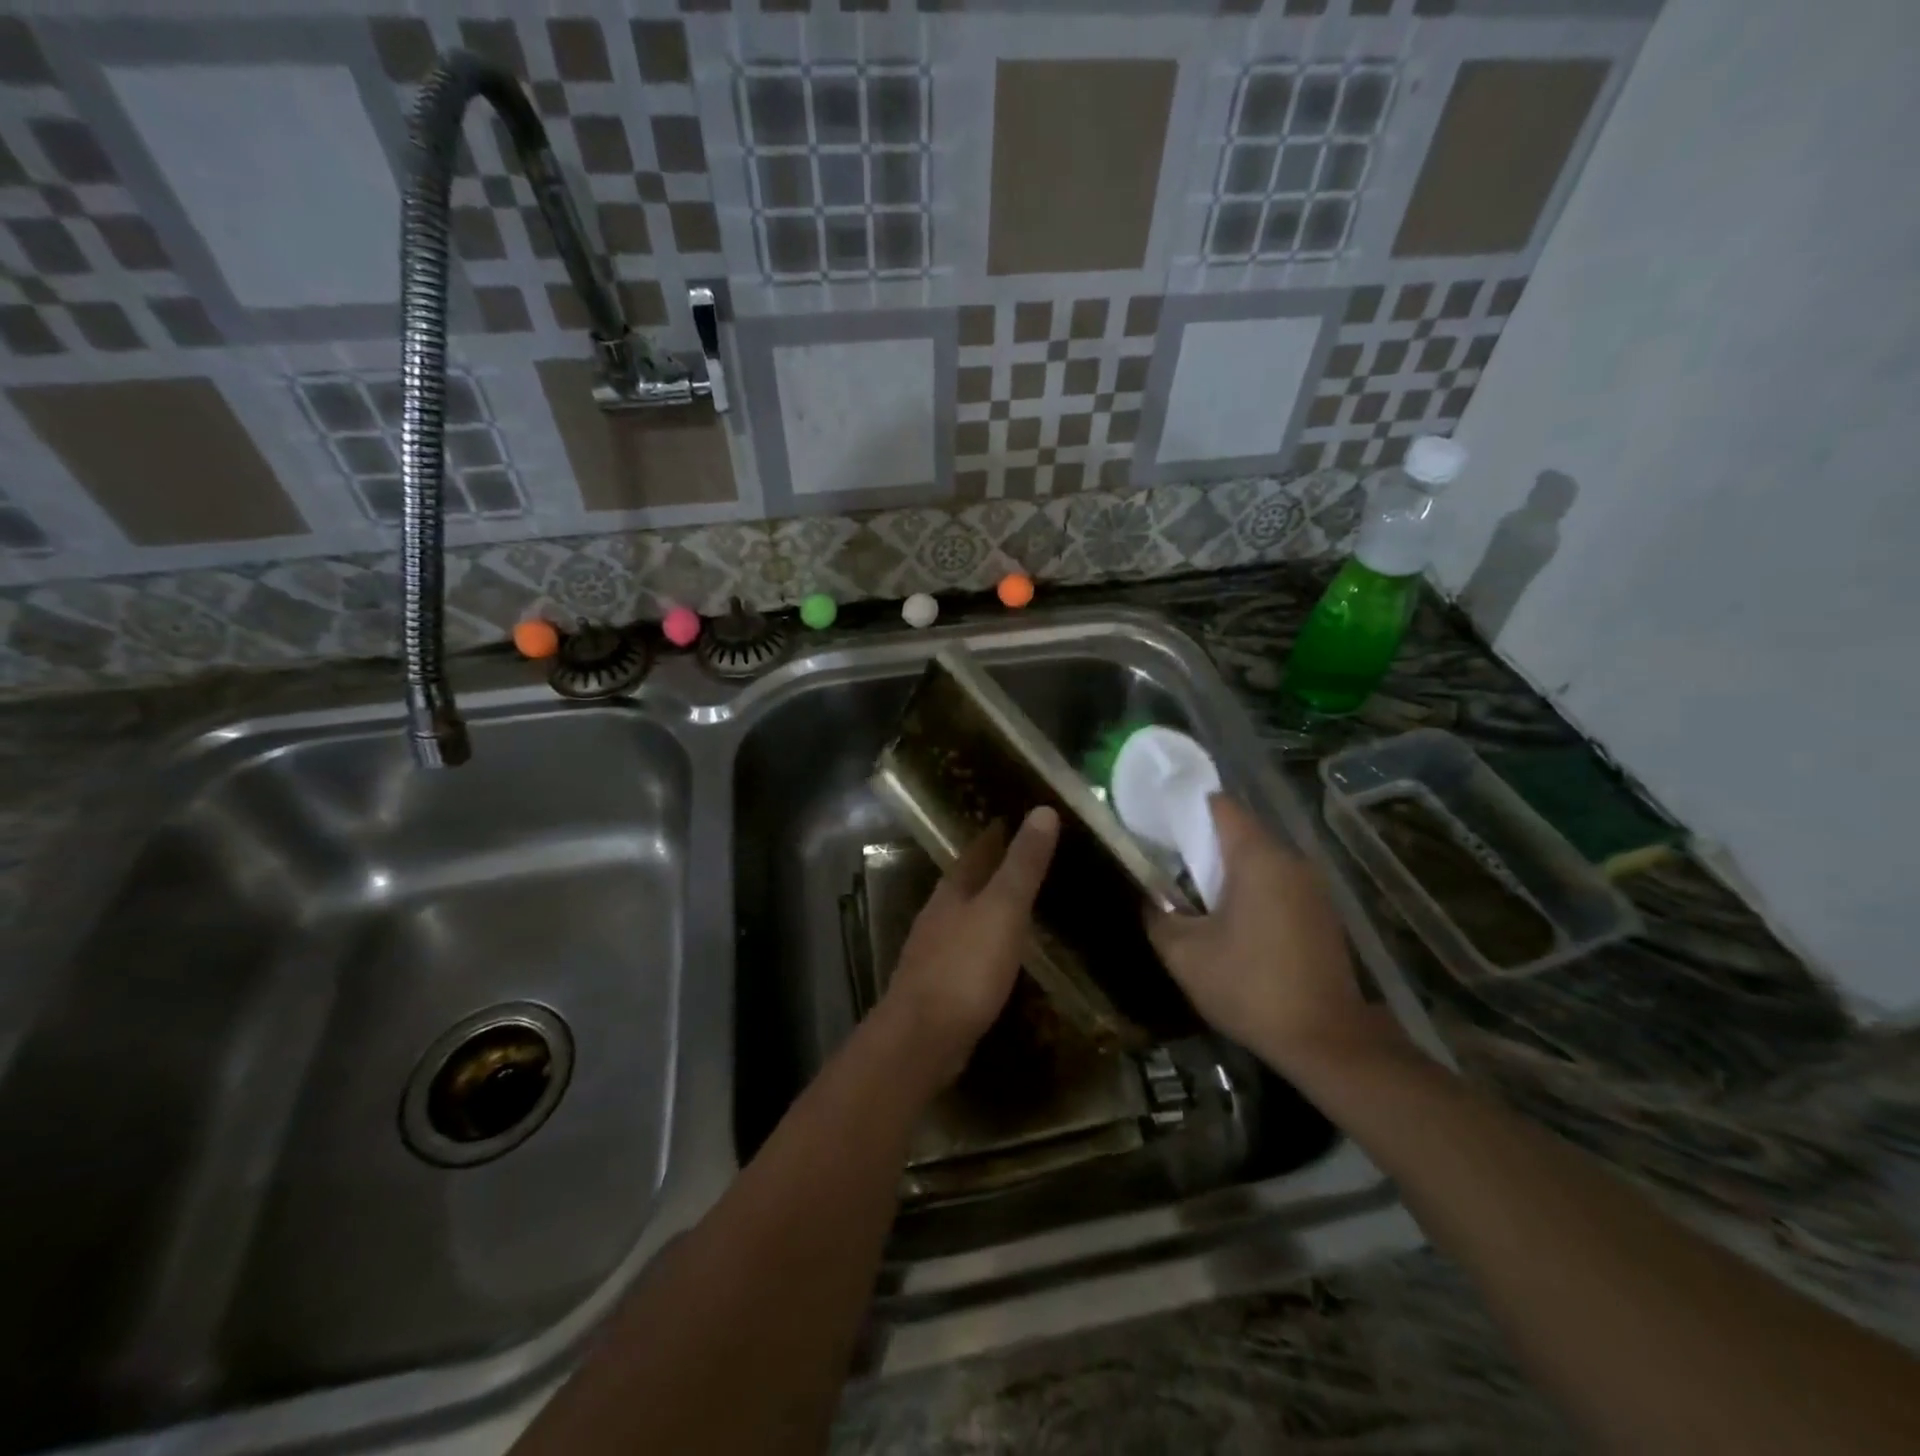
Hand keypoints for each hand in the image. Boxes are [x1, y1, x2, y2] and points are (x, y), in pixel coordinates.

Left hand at [879, 807, 1059, 1090]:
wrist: (922, 1037)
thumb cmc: (966, 967)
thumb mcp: (1002, 910)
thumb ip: (1022, 864)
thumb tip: (1043, 810)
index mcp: (953, 890)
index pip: (977, 849)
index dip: (997, 832)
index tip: (1019, 817)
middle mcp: (939, 913)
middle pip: (968, 880)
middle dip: (992, 867)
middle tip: (1028, 857)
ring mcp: (934, 949)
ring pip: (965, 915)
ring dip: (988, 905)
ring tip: (1020, 902)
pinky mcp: (938, 984)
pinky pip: (967, 949)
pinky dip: (986, 940)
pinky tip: (1001, 953)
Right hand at [1147, 796, 1403, 1077]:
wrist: (1327, 1042)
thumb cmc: (1250, 987)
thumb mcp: (1185, 955)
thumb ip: (1158, 916)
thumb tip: (1150, 898)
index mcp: (1258, 857)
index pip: (1220, 806)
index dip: (1186, 808)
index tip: (1159, 825)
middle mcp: (1291, 861)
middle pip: (1240, 831)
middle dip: (1203, 843)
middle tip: (1167, 864)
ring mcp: (1313, 888)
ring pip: (1261, 860)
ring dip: (1228, 871)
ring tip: (1195, 896)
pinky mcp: (1322, 914)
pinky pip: (1278, 884)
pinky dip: (1252, 891)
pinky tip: (1232, 924)